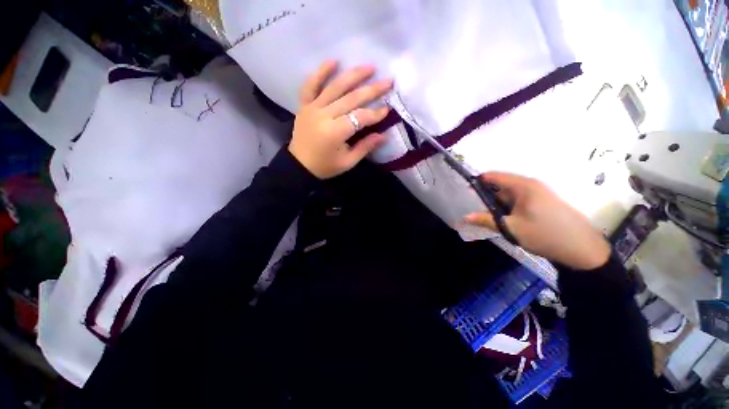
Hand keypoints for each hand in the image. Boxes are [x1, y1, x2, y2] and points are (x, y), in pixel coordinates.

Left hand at [289, 61, 393, 178]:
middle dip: (371, 90)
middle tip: (388, 82)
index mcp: (335, 133)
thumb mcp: (348, 162)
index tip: (387, 109)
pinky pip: (311, 85)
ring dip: (353, 75)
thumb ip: (365, 147)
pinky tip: (334, 61)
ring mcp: (312, 108)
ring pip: (335, 87)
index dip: (375, 113)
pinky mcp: (304, 105)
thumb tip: (383, 135)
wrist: (299, 165)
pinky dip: (321, 72)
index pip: (359, 118)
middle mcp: (324, 116)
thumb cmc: (325, 166)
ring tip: (370, 67)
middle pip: (351, 99)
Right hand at [464, 172, 611, 269]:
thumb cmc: (545, 235)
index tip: (465, 192)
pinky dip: (508, 207)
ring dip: (497, 204)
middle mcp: (530, 185)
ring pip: (509, 194)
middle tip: (475, 210)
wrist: (582, 249)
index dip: (478, 182)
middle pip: (500, 185)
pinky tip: (505, 219)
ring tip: (488, 217)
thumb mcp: (511, 228)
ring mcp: (538, 193)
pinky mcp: (542, 202)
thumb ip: (486, 220)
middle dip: (486, 196)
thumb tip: (465, 217)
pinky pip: (518, 200)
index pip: (493, 176)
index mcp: (523, 186)